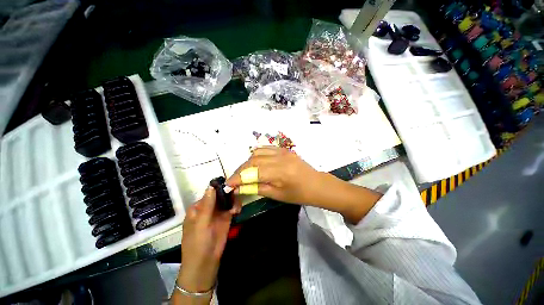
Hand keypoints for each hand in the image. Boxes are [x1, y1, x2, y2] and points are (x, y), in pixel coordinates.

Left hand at [177, 187, 239, 293]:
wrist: (205, 263)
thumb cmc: (198, 243)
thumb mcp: (201, 223)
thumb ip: (207, 205)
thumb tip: (211, 185)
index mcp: (198, 207)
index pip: (210, 192)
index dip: (220, 187)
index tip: (230, 185)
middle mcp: (208, 208)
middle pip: (220, 195)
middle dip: (229, 194)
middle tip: (236, 195)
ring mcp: (218, 213)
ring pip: (227, 200)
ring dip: (233, 200)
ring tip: (236, 207)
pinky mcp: (226, 218)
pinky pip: (232, 208)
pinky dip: (236, 207)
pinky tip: (237, 211)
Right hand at [225, 146, 381, 223]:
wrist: (317, 184)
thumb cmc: (299, 194)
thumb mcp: (277, 195)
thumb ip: (257, 188)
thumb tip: (239, 187)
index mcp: (279, 172)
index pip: (252, 172)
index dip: (237, 178)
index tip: (228, 184)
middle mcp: (279, 157)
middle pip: (252, 160)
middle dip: (240, 170)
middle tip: (235, 180)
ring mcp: (282, 151)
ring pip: (257, 152)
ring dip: (247, 162)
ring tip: (244, 172)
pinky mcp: (284, 149)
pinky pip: (265, 148)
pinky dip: (256, 155)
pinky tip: (255, 163)